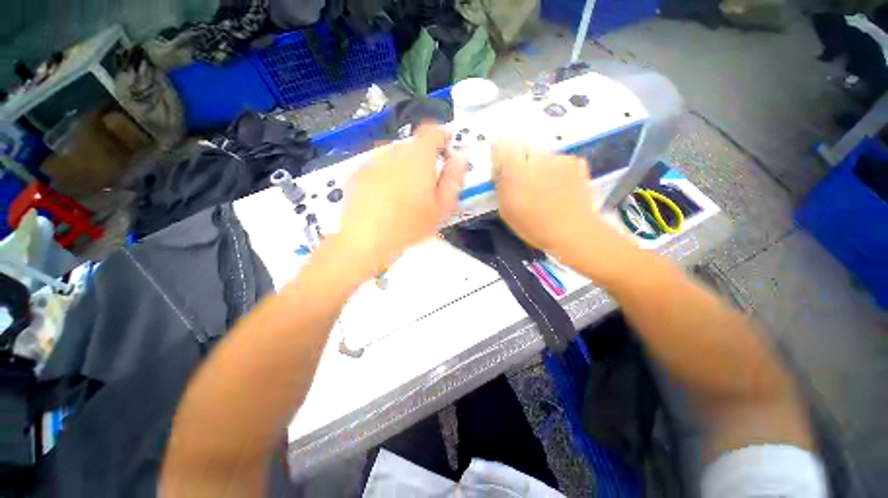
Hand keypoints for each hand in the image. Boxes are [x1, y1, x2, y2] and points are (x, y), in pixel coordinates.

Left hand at [336, 125, 466, 276]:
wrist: (366, 239)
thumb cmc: (410, 225)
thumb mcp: (441, 207)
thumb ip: (453, 178)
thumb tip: (460, 156)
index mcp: (418, 158)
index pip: (432, 131)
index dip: (442, 136)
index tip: (446, 150)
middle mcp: (394, 152)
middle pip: (412, 146)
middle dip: (422, 159)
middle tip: (426, 184)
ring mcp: (372, 161)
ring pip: (394, 156)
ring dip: (403, 168)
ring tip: (403, 194)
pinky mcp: (357, 173)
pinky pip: (377, 167)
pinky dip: (385, 175)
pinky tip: (383, 198)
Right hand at [492, 141, 614, 258]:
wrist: (573, 231)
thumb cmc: (533, 225)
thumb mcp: (506, 209)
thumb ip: (500, 185)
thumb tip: (500, 172)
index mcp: (517, 168)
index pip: (501, 146)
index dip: (498, 154)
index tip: (500, 168)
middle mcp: (538, 156)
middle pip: (522, 148)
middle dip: (518, 161)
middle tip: (522, 181)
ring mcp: (559, 157)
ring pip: (541, 155)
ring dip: (537, 166)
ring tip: (543, 187)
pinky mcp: (576, 162)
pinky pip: (558, 161)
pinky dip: (555, 170)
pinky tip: (558, 187)